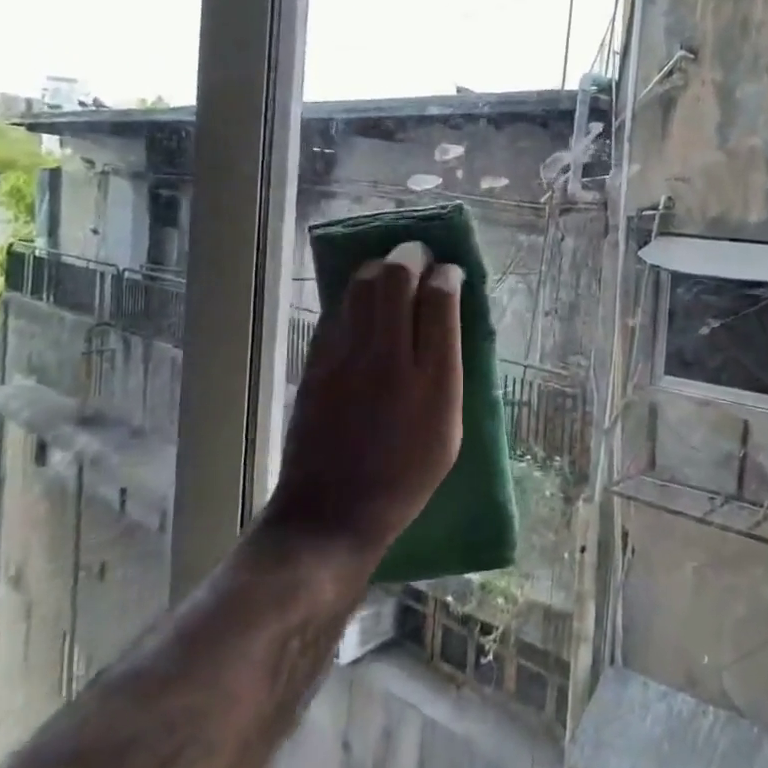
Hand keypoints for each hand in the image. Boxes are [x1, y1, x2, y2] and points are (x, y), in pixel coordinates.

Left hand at [262, 241, 463, 565]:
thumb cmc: (404, 480)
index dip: (448, 275)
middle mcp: (389, 358)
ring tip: (393, 273)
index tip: (451, 274)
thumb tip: (447, 326)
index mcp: (433, 381)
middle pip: (397, 277)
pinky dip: (355, 295)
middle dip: (413, 255)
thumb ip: (450, 374)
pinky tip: (365, 303)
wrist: (331, 513)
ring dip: (381, 268)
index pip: (440, 299)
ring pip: (361, 285)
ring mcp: (345, 357)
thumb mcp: (450, 434)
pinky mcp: (316, 363)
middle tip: (422, 258)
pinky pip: (338, 310)